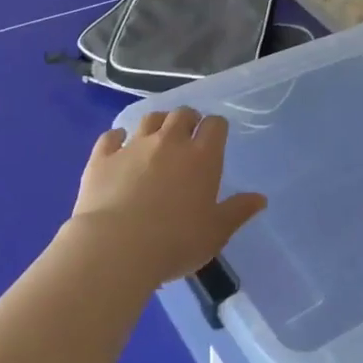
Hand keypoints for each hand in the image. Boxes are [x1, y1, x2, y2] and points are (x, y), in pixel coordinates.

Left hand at [65, 108, 266, 286]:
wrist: (117, 248)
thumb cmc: (176, 242)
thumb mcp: (216, 232)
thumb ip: (237, 211)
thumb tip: (260, 198)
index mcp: (202, 156)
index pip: (215, 125)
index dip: (216, 128)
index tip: (215, 137)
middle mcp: (169, 142)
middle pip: (182, 114)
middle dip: (188, 119)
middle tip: (188, 134)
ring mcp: (133, 146)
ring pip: (149, 119)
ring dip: (157, 123)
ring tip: (157, 135)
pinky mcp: (103, 157)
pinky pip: (111, 137)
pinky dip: (117, 137)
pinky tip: (118, 143)